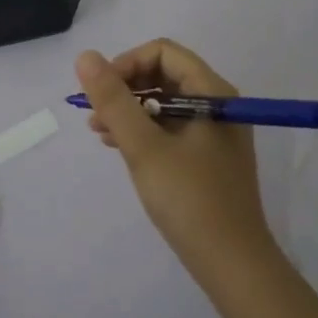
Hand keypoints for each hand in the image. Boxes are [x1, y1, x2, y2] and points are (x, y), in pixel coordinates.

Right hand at [75, 40, 275, 281]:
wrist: (232, 264)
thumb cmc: (189, 199)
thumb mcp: (144, 147)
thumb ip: (114, 100)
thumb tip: (85, 57)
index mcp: (212, 93)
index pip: (163, 53)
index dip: (127, 63)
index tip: (101, 92)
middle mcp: (217, 104)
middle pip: (163, 74)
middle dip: (125, 88)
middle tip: (95, 114)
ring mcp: (214, 132)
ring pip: (163, 102)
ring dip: (129, 110)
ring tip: (98, 131)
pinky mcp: (207, 157)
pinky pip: (169, 127)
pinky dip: (142, 130)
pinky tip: (118, 146)